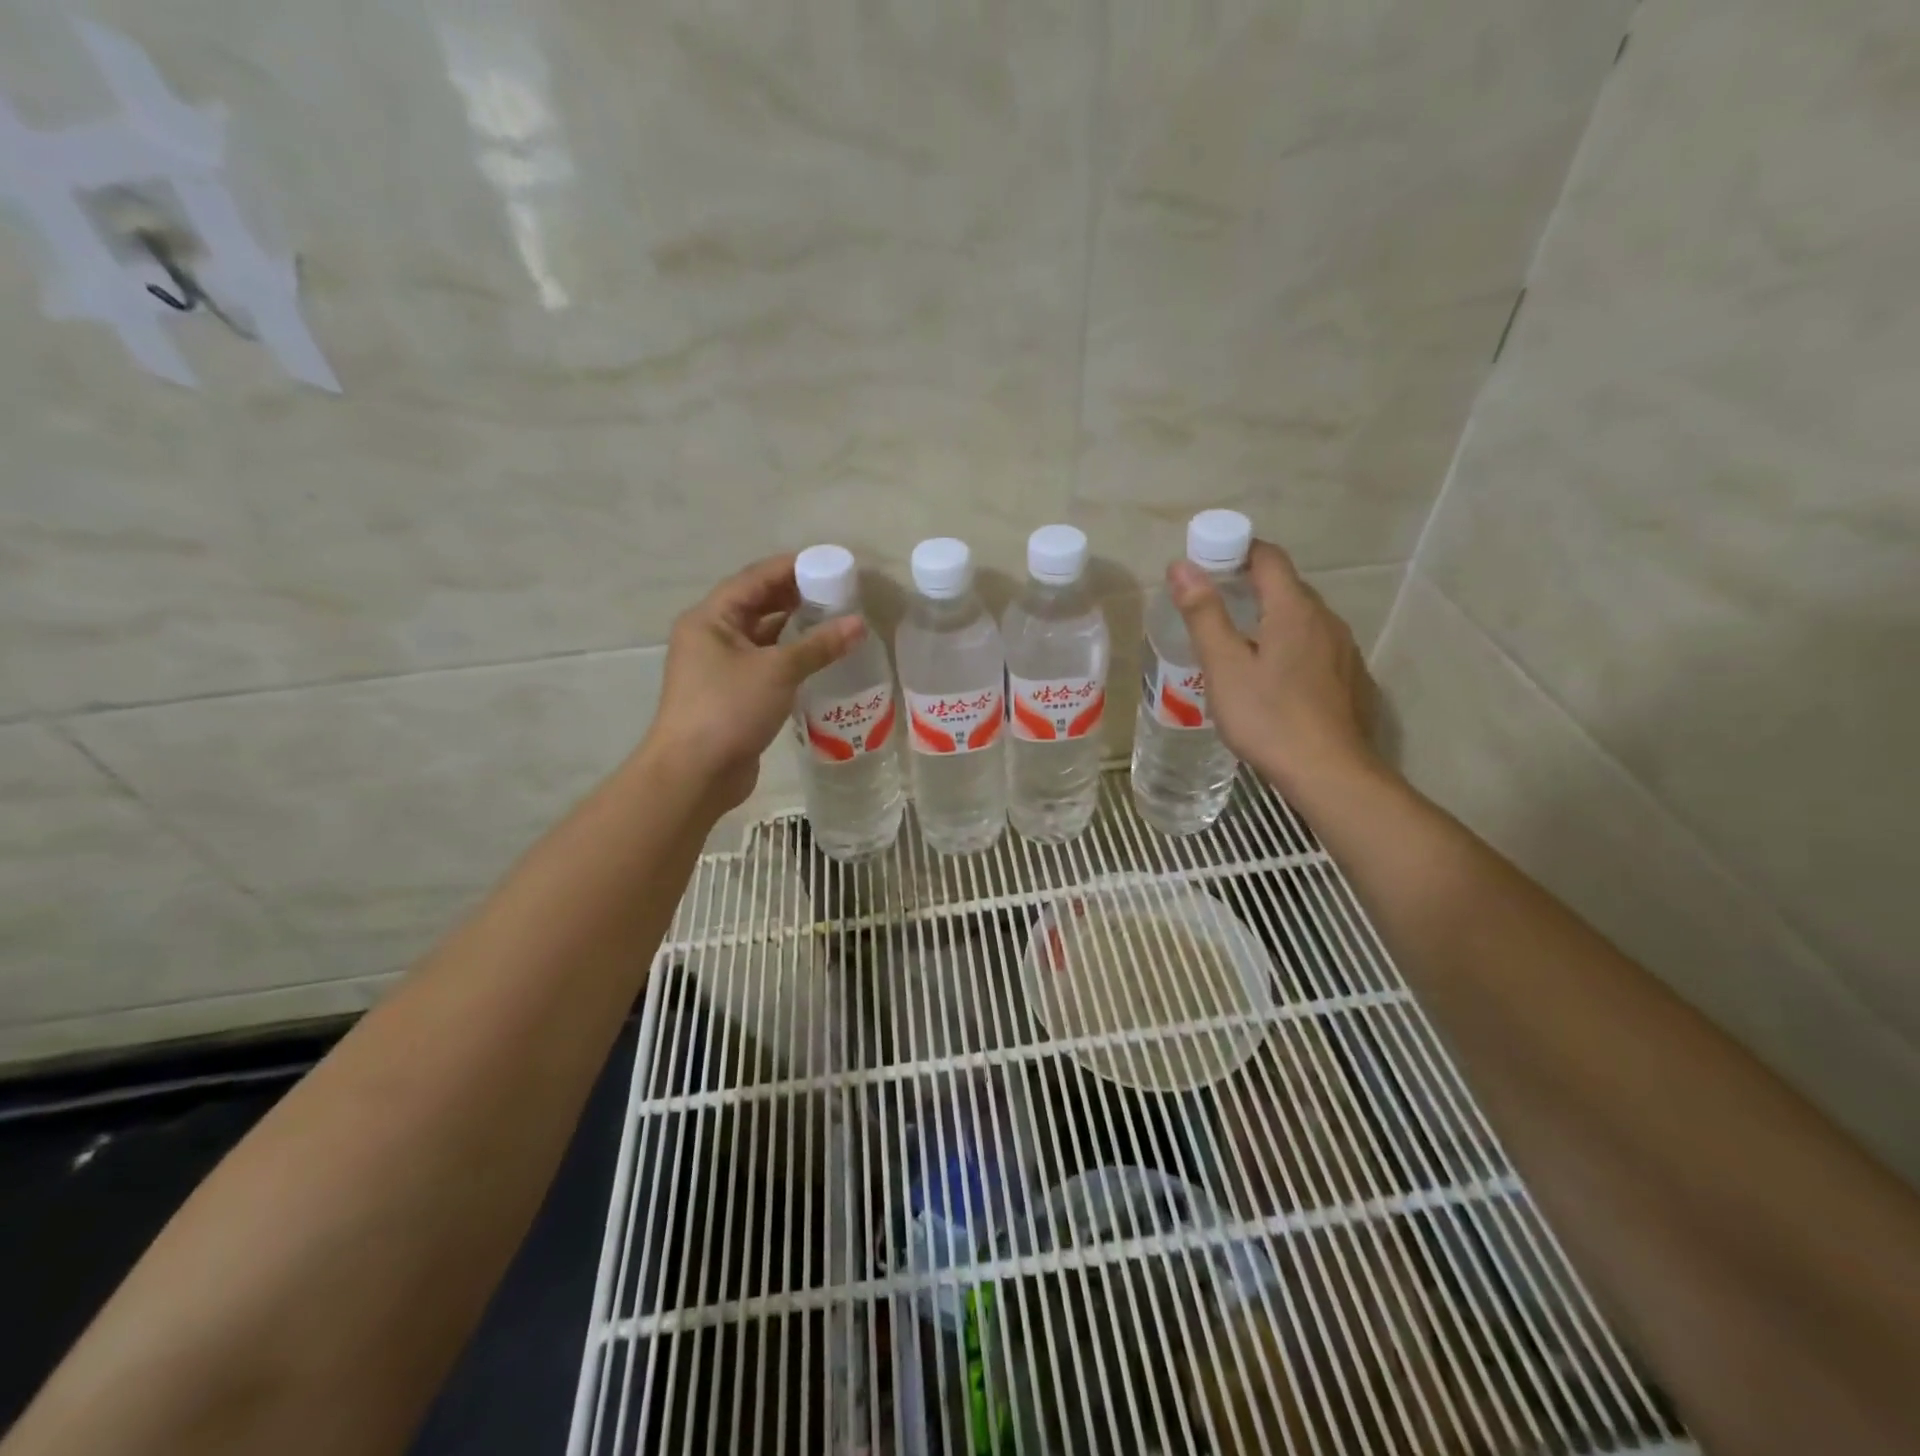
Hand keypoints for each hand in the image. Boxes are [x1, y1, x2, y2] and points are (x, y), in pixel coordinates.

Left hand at [643, 554, 863, 812]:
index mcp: (711, 618)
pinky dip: (791, 658)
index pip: (755, 578)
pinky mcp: (733, 694)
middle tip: (840, 593)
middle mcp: (711, 636)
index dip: (792, 568)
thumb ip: (819, 645)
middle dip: (797, 597)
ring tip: (837, 621)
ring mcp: (720, 667)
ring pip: (763, 636)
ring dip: (796, 629)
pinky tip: (820, 659)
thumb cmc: (729, 709)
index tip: (831, 564)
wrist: (694, 773)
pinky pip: (766, 664)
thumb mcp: (777, 671)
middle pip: (758, 605)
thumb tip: (859, 624)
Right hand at [1167, 540, 1380, 796]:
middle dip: (1249, 585)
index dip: (1236, 550)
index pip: (1268, 557)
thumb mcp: (1224, 667)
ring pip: (1302, 619)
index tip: (1206, 564)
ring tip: (1237, 644)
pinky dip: (1290, 647)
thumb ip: (1204, 614)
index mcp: (1294, 610)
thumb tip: (1181, 566)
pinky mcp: (1350, 679)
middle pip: (1286, 587)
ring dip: (1270, 618)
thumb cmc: (1268, 718)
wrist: (1330, 773)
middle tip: (1212, 605)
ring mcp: (1343, 650)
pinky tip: (1272, 679)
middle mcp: (1326, 620)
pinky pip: (1315, 647)